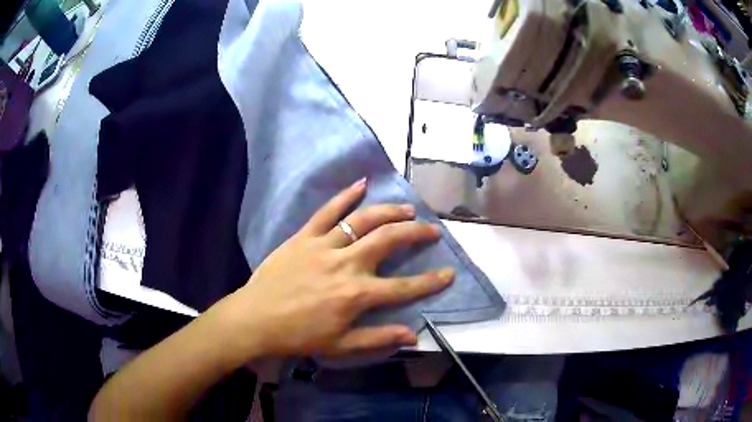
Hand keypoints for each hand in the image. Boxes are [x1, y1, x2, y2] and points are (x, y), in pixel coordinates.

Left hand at [220, 178, 454, 357]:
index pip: (404, 287)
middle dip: (415, 233)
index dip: (431, 282)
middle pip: (388, 241)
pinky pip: (327, 212)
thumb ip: (378, 338)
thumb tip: (413, 336)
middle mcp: (346, 264)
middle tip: (431, 229)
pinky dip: (345, 196)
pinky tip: (362, 184)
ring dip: (388, 212)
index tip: (449, 273)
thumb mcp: (341, 346)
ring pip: (363, 221)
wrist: (256, 319)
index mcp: (356, 294)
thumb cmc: (299, 335)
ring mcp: (324, 246)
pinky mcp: (304, 236)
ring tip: (407, 209)